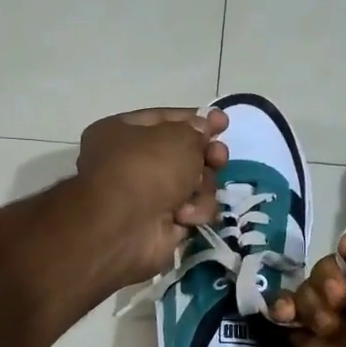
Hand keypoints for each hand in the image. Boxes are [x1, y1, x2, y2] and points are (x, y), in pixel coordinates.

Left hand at [72, 107, 229, 287]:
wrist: (126, 227)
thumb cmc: (147, 168)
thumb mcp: (178, 136)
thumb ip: (197, 130)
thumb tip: (203, 132)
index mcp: (122, 133)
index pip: (165, 119)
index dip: (196, 119)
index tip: (223, 122)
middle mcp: (132, 163)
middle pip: (183, 154)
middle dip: (206, 156)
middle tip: (218, 158)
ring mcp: (147, 196)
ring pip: (194, 184)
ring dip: (202, 186)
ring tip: (196, 190)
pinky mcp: (162, 224)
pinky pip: (192, 211)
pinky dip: (194, 212)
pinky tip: (184, 215)